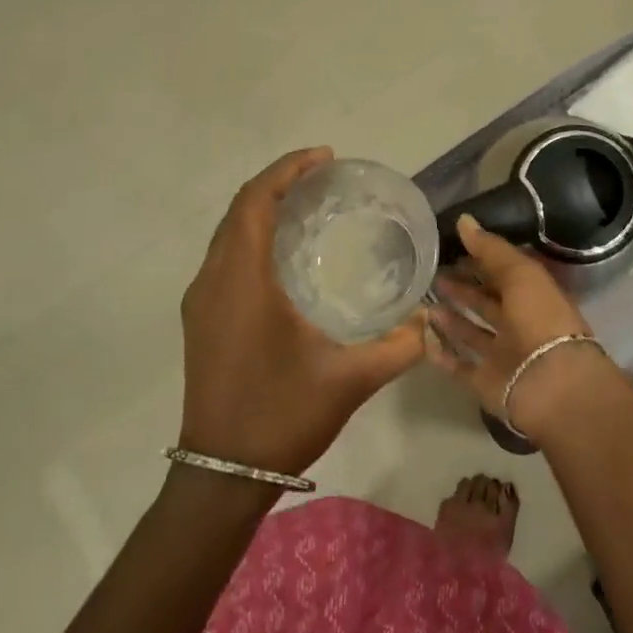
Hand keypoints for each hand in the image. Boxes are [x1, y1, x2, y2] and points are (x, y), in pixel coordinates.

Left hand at [179, 148, 424, 475]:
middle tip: (324, 179)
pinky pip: (225, 258)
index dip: (287, 171)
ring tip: (309, 207)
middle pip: (238, 211)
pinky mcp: (201, 320)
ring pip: (228, 234)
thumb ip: (399, 347)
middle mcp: (213, 282)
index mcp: (242, 283)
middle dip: (278, 184)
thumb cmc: (281, 416)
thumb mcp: (349, 380)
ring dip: (262, 211)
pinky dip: (252, 238)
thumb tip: (431, 321)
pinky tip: (286, 256)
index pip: (255, 202)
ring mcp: (201, 302)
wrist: (222, 474)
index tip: (325, 159)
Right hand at [424, 214, 623, 438]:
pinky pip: (460, 366)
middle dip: (462, 287)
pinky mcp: (487, 381)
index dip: (481, 259)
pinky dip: (443, 354)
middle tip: (431, 273)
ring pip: (472, 333)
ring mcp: (503, 355)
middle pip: (487, 303)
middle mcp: (520, 324)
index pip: (504, 272)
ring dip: (451, 318)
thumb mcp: (520, 273)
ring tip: (423, 301)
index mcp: (535, 295)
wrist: (551, 384)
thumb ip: (491, 249)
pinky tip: (423, 338)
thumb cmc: (540, 318)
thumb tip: (464, 220)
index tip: (451, 246)